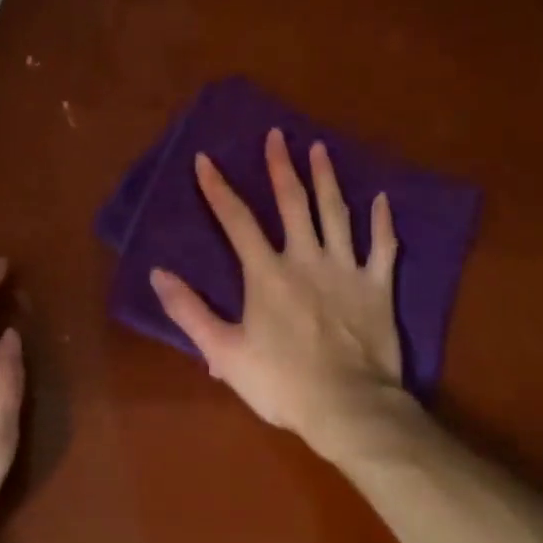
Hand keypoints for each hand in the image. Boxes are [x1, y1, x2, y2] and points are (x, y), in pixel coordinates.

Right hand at [149, 129, 410, 460]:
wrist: (348, 407)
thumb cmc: (282, 382)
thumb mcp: (224, 352)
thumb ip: (190, 311)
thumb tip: (159, 274)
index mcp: (267, 273)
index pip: (236, 220)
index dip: (218, 188)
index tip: (205, 160)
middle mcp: (306, 258)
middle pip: (292, 202)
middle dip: (282, 166)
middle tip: (277, 135)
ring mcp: (346, 269)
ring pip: (336, 213)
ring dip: (327, 179)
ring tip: (320, 149)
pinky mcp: (377, 286)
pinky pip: (382, 247)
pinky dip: (383, 222)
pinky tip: (382, 199)